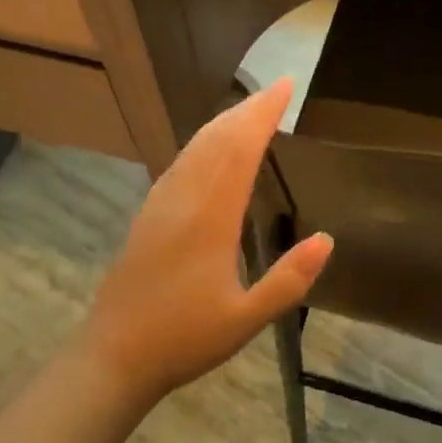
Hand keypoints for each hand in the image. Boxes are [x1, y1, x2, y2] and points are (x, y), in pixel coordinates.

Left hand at [83, 80, 332, 406]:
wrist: (114, 355)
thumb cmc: (184, 339)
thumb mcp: (246, 319)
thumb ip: (288, 280)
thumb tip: (327, 239)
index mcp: (210, 219)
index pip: (240, 151)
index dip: (262, 115)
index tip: (284, 87)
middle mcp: (183, 201)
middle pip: (216, 141)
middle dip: (245, 111)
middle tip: (273, 90)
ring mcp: (159, 207)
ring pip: (192, 150)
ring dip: (221, 124)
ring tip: (246, 111)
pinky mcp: (146, 218)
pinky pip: (177, 166)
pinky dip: (200, 145)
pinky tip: (206, 152)